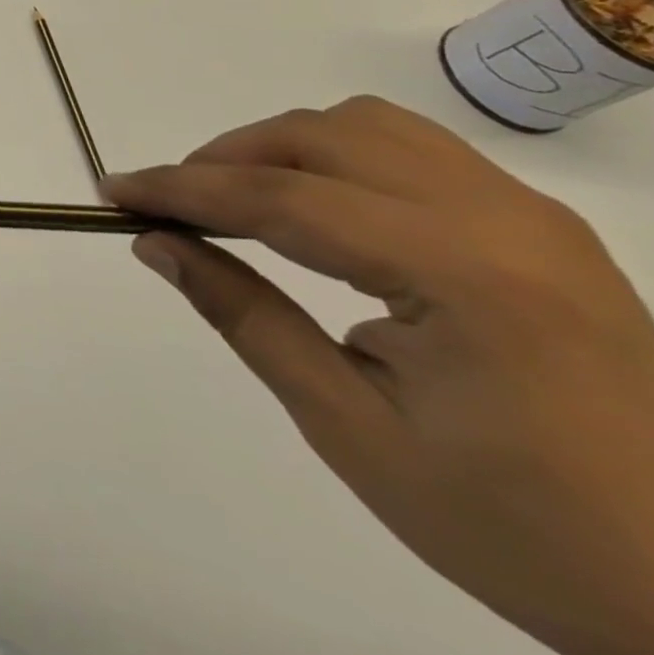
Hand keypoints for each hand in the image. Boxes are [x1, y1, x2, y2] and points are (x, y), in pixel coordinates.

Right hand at [105, 97, 653, 654]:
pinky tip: (318, 207)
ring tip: (237, 198)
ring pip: (365, 125)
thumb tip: (156, 243)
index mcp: (461, 275)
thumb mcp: (353, 431)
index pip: (281, 197)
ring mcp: (530, 214)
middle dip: (225, 158)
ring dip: (281, 146)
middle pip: (319, 136)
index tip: (113, 191)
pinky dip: (337, 155)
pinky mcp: (541, 225)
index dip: (182, 189)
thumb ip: (245, 317)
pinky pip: (412, 148)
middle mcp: (501, 218)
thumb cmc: (521, 529)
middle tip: (171, 205)